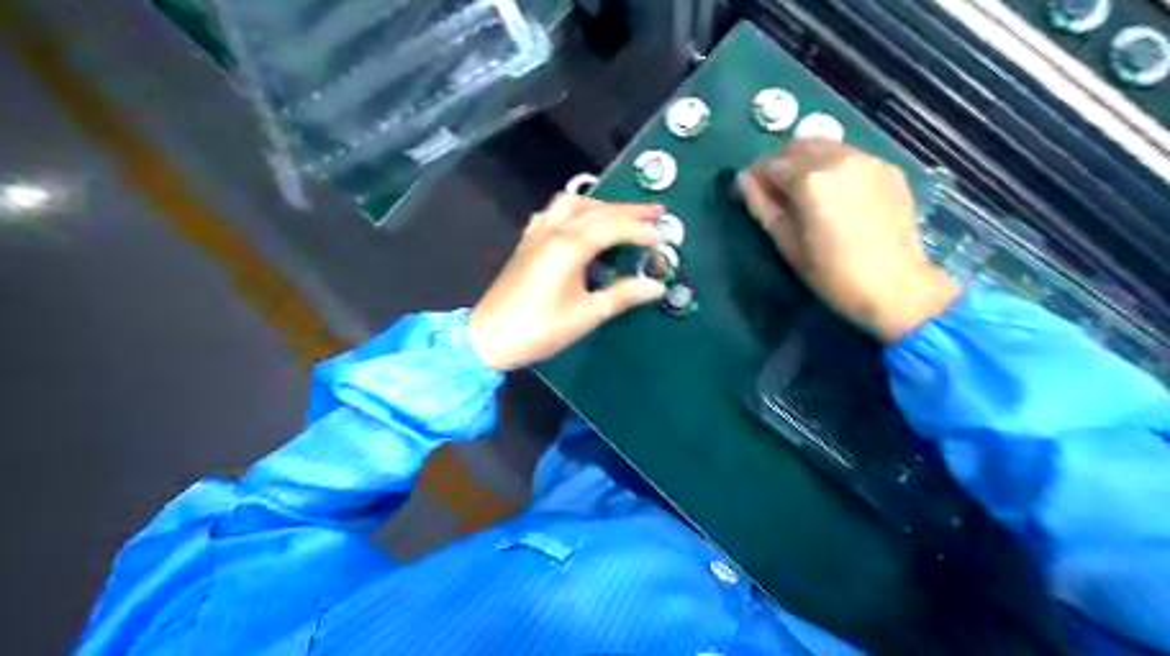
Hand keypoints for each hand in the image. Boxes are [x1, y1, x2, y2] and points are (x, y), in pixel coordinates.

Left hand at [469, 196, 667, 370]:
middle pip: (596, 210)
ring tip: (622, 215)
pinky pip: (551, 213)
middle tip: (657, 212)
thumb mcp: (586, 315)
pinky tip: (579, 221)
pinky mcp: (526, 242)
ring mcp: (537, 234)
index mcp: (568, 248)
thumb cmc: (540, 330)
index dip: (639, 230)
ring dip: (600, 205)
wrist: (489, 338)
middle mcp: (553, 231)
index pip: (612, 227)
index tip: (662, 239)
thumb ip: (622, 296)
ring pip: (572, 204)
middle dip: (629, 209)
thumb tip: (656, 286)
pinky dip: (573, 210)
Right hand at [739, 139, 959, 342]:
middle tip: (783, 196)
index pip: (770, 163)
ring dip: (810, 163)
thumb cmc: (831, 274)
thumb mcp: (787, 244)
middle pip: (797, 146)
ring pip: (826, 147)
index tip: (757, 197)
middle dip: (784, 165)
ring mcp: (868, 159)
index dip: (758, 180)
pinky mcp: (888, 168)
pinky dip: (836, 168)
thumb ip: (761, 206)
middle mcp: (838, 158)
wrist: (896, 286)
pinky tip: (841, 198)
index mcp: (809, 179)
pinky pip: (851, 157)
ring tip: (812, 196)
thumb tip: (742, 179)